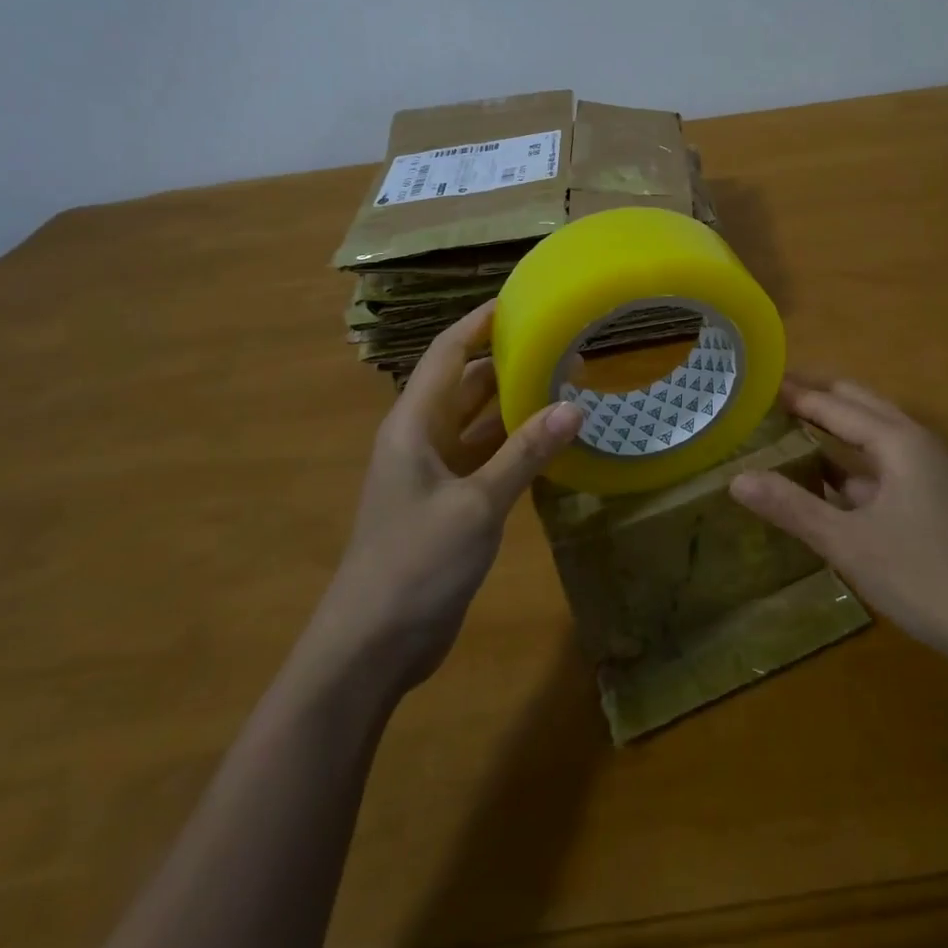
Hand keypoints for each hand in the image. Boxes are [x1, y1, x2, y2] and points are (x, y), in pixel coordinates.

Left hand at [308, 301, 582, 694]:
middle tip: (562, 344)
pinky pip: (485, 459)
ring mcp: (433, 474)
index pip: (447, 354)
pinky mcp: (448, 504)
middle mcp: (421, 440)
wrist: (371, 647)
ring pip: (478, 423)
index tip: (520, 300)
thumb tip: (576, 405)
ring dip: (515, 405)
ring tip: (567, 385)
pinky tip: (552, 443)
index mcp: (413, 425)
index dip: (478, 323)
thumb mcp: (477, 504)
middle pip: (466, 384)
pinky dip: (515, 446)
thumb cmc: (415, 563)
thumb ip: (525, 453)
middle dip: (508, 362)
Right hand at [730, 379, 947, 669]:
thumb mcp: (847, 542)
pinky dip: (847, 464)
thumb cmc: (922, 576)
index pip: (834, 404)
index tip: (756, 381)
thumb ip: (792, 507)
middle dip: (815, 398)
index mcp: (898, 440)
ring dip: (832, 429)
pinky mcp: (927, 499)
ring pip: (870, 436)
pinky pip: (879, 465)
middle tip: (767, 399)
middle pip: (857, 406)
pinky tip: (820, 480)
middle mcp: (914, 443)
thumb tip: (735, 479)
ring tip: (785, 429)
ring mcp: (925, 471)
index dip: (795, 393)